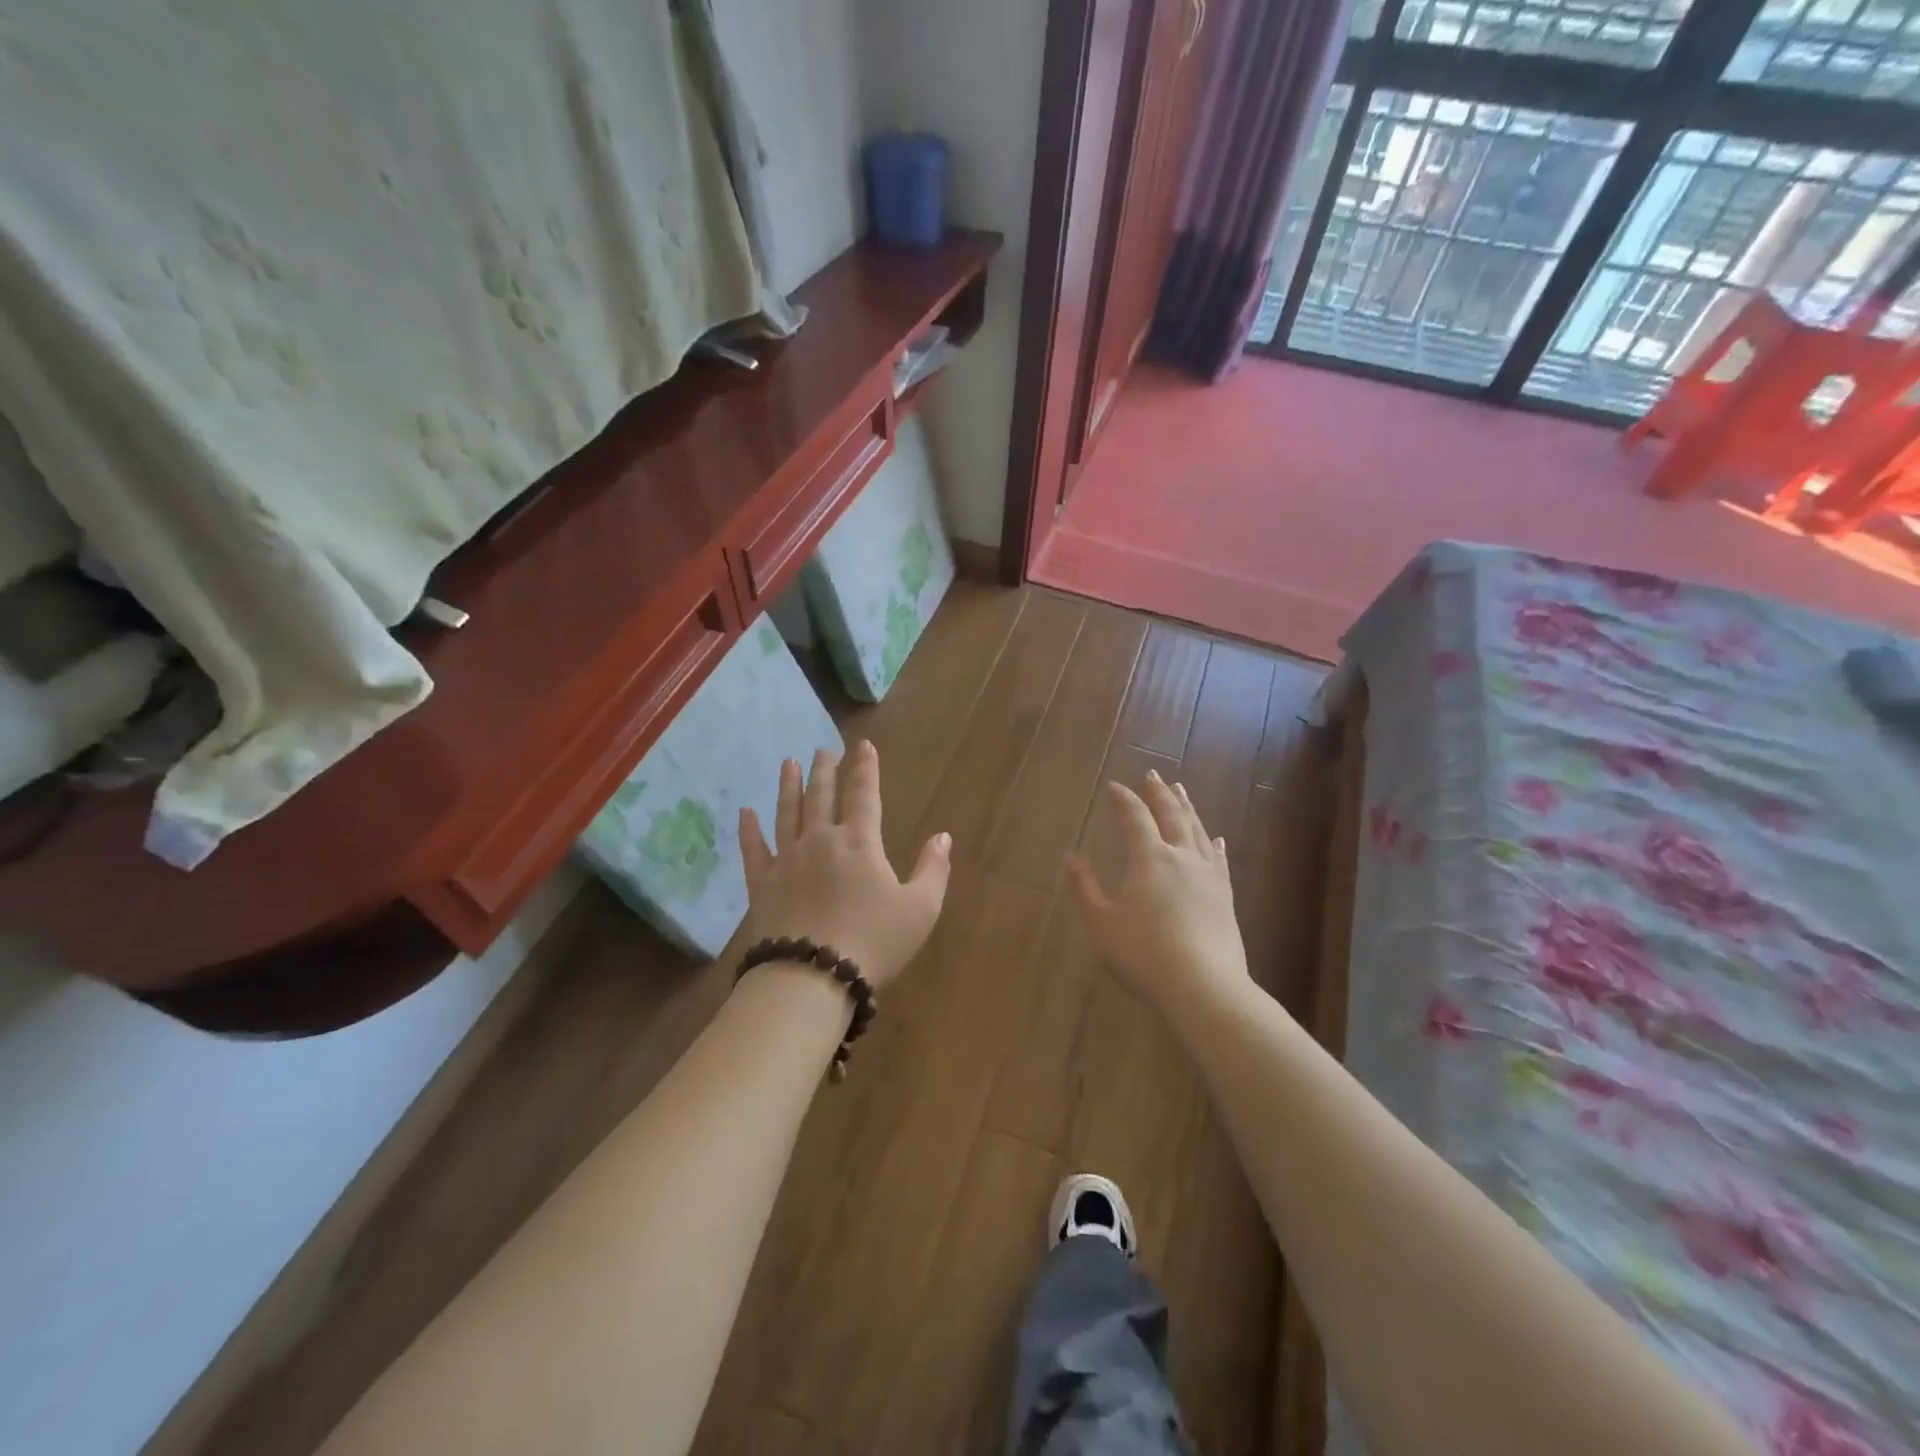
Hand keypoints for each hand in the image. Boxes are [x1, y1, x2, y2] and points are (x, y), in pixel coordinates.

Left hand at [738, 742, 950, 989]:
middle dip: (825, 770)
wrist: (813, 977)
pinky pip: (753, 849)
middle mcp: (820, 841)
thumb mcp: (920, 909)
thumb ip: (933, 869)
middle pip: (821, 796)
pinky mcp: (762, 885)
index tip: (863, 746)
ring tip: (789, 762)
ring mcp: (786, 860)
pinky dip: (749, 829)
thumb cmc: (874, 942)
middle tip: (824, 749)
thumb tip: (943, 836)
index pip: (863, 794)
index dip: (865, 768)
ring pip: (787, 813)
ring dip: (789, 786)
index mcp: (860, 843)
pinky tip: (745, 812)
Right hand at [1067, 770, 1248, 1012]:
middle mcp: (1181, 857)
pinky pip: (1218, 860)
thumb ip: (1085, 888)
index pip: (1134, 818)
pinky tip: (1216, 839)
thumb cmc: (1144, 954)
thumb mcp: (1102, 924)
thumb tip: (1072, 857)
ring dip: (1187, 808)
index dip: (1124, 799)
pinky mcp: (1225, 897)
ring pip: (1197, 831)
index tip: (1115, 786)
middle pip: (1172, 815)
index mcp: (1149, 858)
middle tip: (1153, 774)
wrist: (1204, 987)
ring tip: (1181, 791)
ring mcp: (1208, 876)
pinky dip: (1213, 844)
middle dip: (1159, 793)